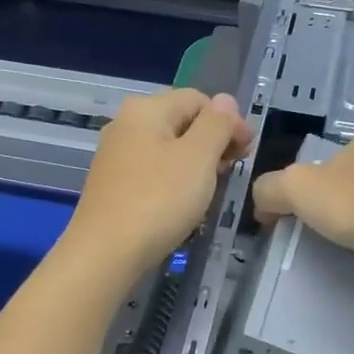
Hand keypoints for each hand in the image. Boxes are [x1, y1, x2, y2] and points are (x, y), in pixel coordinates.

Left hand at [63, 89, 253, 279]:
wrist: (105, 254)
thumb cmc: (158, 200)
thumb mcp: (198, 158)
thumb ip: (217, 124)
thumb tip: (226, 101)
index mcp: (146, 109)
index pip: (199, 99)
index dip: (229, 121)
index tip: (247, 153)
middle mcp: (126, 124)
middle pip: (182, 120)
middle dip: (212, 141)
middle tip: (232, 171)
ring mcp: (116, 155)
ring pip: (168, 148)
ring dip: (196, 163)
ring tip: (212, 189)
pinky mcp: (113, 184)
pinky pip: (153, 171)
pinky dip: (174, 180)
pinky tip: (183, 203)